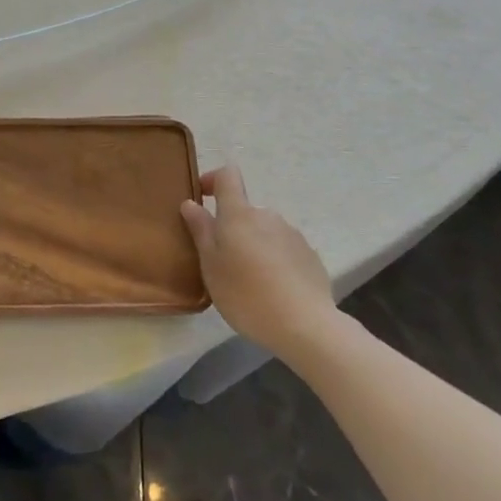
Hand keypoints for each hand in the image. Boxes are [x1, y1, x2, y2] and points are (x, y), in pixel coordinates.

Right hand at [180, 165, 337, 360]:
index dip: (212, 179)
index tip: (201, 197)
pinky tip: (273, 289)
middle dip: (231, 228)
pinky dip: (273, 260)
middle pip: (244, 210)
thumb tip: (191, 203)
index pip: (227, 175)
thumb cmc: (246, 294)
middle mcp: (267, 215)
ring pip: (264, 231)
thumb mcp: (211, 265)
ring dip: (253, 245)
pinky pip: (283, 249)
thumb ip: (201, 230)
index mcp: (239, 214)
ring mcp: (292, 234)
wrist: (305, 325)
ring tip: (249, 281)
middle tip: (222, 261)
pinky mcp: (309, 255)